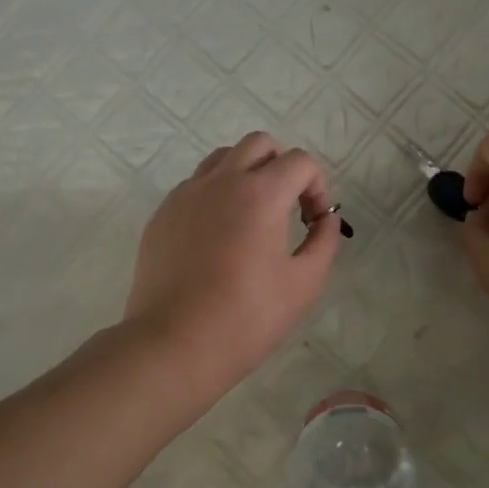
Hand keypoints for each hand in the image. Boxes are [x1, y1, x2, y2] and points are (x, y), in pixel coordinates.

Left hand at [124, 132, 342, 392]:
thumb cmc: (247, 317)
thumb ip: (324, 241)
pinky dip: (216, 193)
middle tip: (288, 207)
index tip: (313, 222)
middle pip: (259, 144)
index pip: (299, 161)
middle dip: (283, 166)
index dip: (317, 187)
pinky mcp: (162, 214)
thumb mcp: (304, 283)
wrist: (174, 343)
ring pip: (222, 158)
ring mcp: (186, 195)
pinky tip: (218, 235)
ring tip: (253, 215)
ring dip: (247, 173)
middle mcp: (221, 181)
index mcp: (260, 193)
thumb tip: (326, 219)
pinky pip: (195, 185)